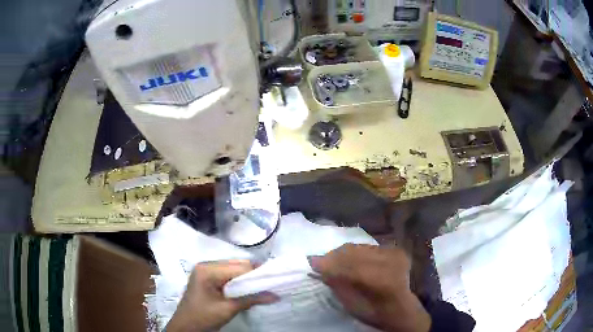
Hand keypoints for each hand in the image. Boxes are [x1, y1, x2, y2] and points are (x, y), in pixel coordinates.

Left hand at [167, 260, 278, 331]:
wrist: (185, 326)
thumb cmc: (203, 317)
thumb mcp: (228, 309)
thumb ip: (251, 299)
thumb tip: (275, 295)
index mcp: (207, 270)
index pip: (238, 267)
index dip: (257, 273)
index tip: (275, 280)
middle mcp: (206, 265)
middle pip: (236, 265)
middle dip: (253, 274)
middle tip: (270, 284)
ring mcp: (205, 270)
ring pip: (233, 269)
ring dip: (247, 278)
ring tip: (262, 287)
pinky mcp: (207, 278)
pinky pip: (227, 274)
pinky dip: (239, 281)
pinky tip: (248, 288)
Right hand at [309, 244, 430, 331]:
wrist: (400, 308)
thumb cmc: (373, 312)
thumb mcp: (351, 304)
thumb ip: (335, 283)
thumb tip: (317, 266)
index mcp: (380, 281)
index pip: (347, 266)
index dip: (328, 263)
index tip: (311, 261)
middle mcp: (389, 262)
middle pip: (352, 252)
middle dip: (333, 256)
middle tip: (321, 261)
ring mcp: (393, 253)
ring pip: (359, 246)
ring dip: (343, 253)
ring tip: (335, 260)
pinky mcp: (395, 250)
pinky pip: (368, 246)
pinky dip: (356, 252)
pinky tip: (352, 260)